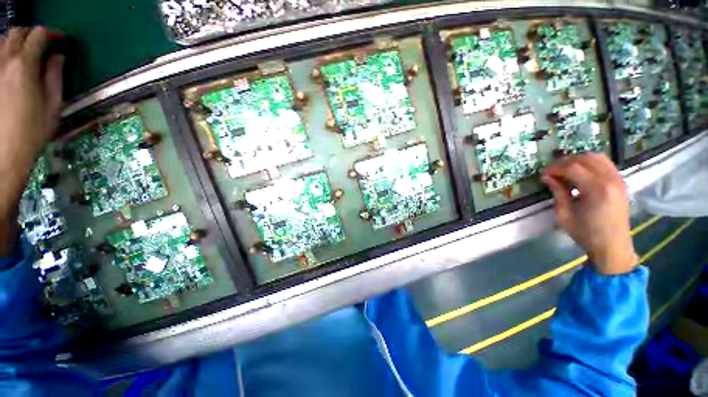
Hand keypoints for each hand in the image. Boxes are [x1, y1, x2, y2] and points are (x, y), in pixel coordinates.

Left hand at [0, 27, 63, 254]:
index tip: (61, 40)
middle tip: (43, 44)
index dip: (52, 34)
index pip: (39, 36)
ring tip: (25, 53)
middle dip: (32, 35)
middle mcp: (5, 61)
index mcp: (25, 66)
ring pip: (2, 41)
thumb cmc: (32, 132)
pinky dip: (3, 52)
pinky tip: (8, 63)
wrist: (4, 154)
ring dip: (15, 41)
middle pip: (17, 33)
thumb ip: (55, 77)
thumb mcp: (53, 106)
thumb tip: (58, 57)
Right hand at [542, 153, 637, 274]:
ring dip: (579, 160)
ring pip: (597, 157)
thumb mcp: (565, 214)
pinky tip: (581, 173)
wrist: (612, 246)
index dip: (555, 168)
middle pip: (585, 159)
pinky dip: (590, 163)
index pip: (572, 168)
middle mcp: (610, 179)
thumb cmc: (586, 233)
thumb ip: (557, 192)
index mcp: (596, 189)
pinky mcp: (620, 182)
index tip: (543, 174)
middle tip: (552, 172)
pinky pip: (605, 163)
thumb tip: (547, 177)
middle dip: (565, 162)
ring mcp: (618, 180)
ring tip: (565, 170)